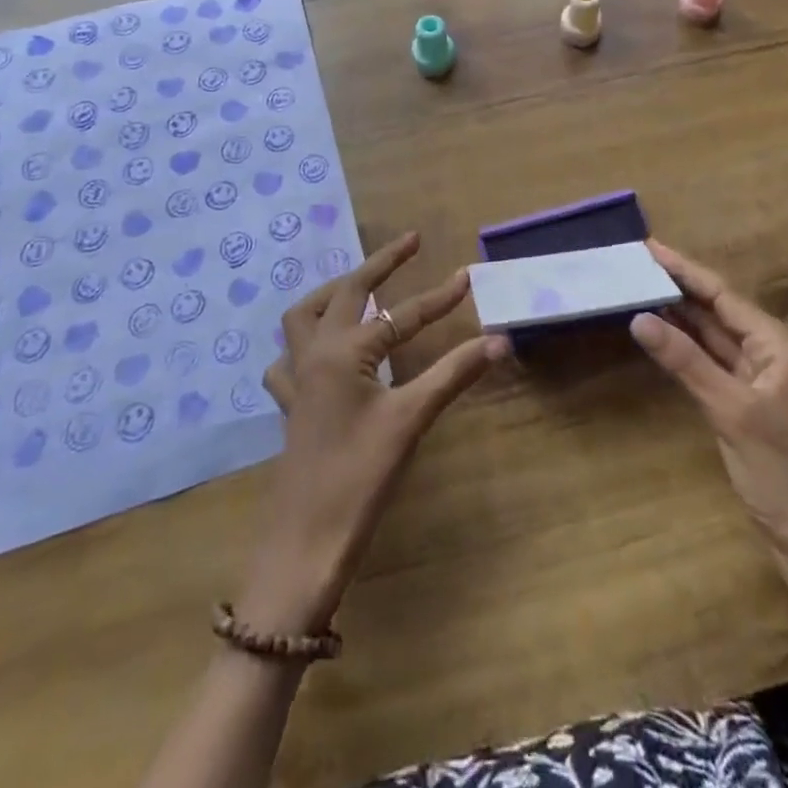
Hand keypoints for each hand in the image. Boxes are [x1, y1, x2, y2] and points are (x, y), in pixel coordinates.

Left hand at [238, 232, 506, 636]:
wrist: (305, 544)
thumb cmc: (360, 477)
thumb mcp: (411, 420)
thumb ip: (454, 374)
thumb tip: (499, 341)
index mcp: (344, 352)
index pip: (401, 315)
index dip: (438, 297)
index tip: (466, 277)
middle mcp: (315, 354)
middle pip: (347, 291)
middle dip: (380, 263)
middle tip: (410, 243)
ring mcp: (297, 379)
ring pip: (305, 316)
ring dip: (333, 293)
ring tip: (361, 285)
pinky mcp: (292, 406)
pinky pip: (288, 359)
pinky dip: (304, 342)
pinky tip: (320, 350)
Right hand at [632, 241, 787, 560]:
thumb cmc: (780, 472)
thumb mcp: (730, 411)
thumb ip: (685, 361)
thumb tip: (639, 317)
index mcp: (779, 345)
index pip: (724, 296)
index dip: (685, 270)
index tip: (650, 247)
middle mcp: (773, 351)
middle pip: (719, 310)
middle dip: (679, 286)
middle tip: (636, 264)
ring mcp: (761, 376)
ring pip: (714, 335)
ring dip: (680, 314)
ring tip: (640, 286)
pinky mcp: (748, 399)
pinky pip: (713, 360)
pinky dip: (687, 346)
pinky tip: (661, 331)